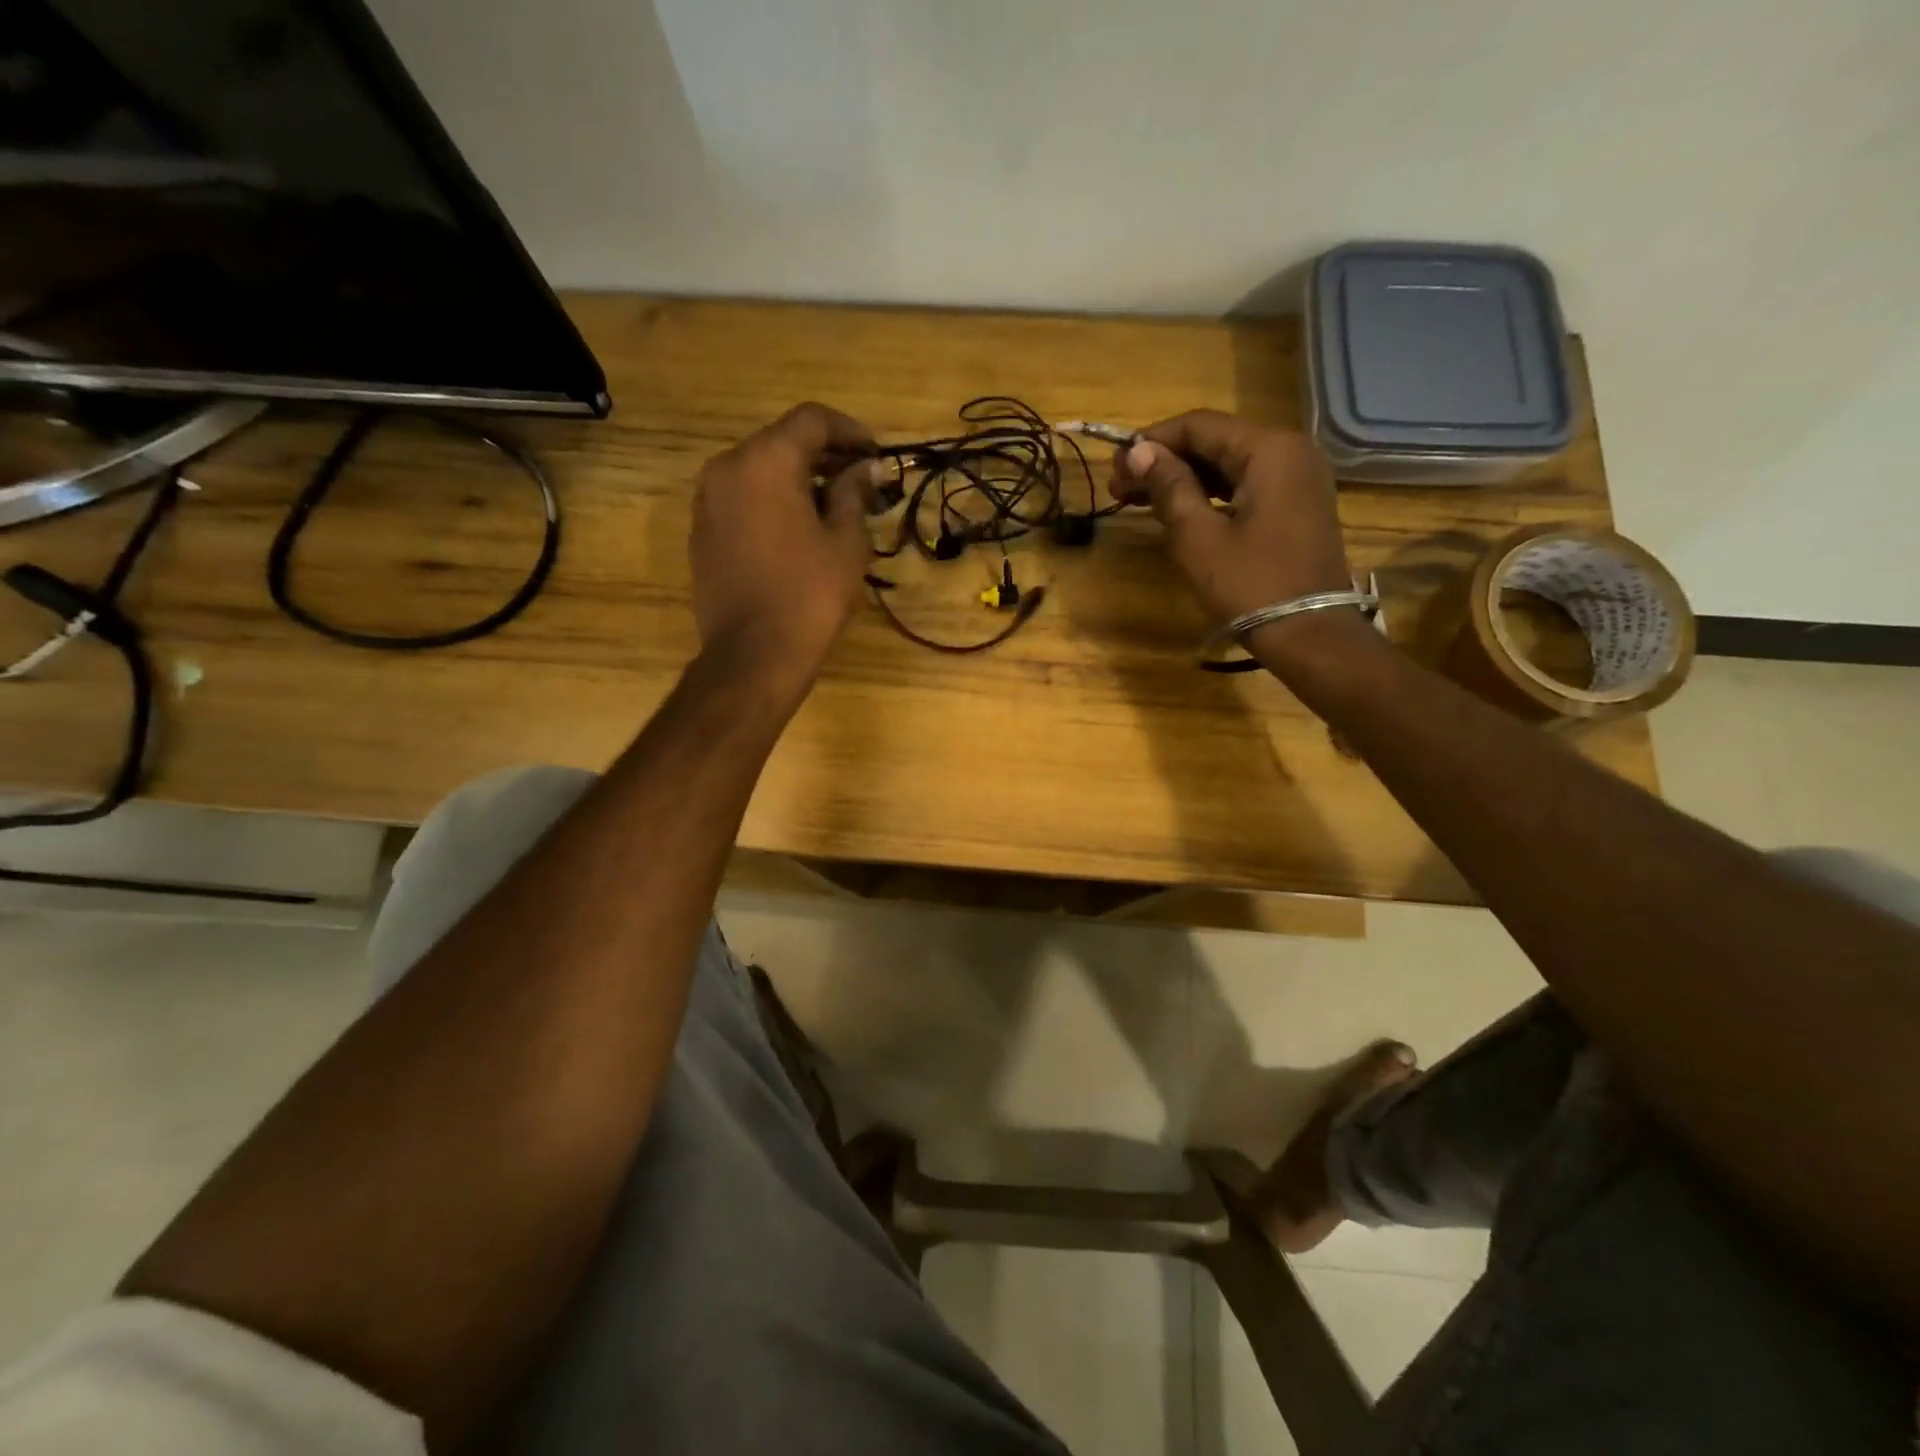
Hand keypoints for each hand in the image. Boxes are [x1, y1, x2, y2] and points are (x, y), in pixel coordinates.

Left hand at [690, 402, 881, 690]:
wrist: (753, 655)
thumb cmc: (809, 595)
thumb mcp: (847, 542)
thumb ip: (855, 492)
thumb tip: (867, 468)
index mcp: (765, 461)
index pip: (812, 420)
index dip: (851, 431)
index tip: (876, 456)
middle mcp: (727, 467)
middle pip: (782, 441)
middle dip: (825, 456)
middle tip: (861, 482)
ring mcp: (707, 500)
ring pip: (759, 470)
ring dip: (797, 479)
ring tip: (833, 508)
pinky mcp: (701, 532)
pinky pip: (742, 499)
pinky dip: (772, 502)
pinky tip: (798, 531)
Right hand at [1109, 410, 1353, 623]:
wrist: (1310, 635)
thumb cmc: (1251, 585)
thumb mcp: (1199, 537)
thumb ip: (1169, 487)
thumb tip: (1139, 451)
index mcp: (1269, 450)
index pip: (1199, 425)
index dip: (1152, 441)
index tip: (1116, 464)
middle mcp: (1290, 452)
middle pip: (1215, 442)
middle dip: (1164, 461)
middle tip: (1119, 487)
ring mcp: (1298, 480)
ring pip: (1229, 465)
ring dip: (1183, 479)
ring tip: (1137, 499)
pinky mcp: (1296, 507)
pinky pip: (1245, 486)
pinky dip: (1209, 494)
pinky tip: (1177, 510)